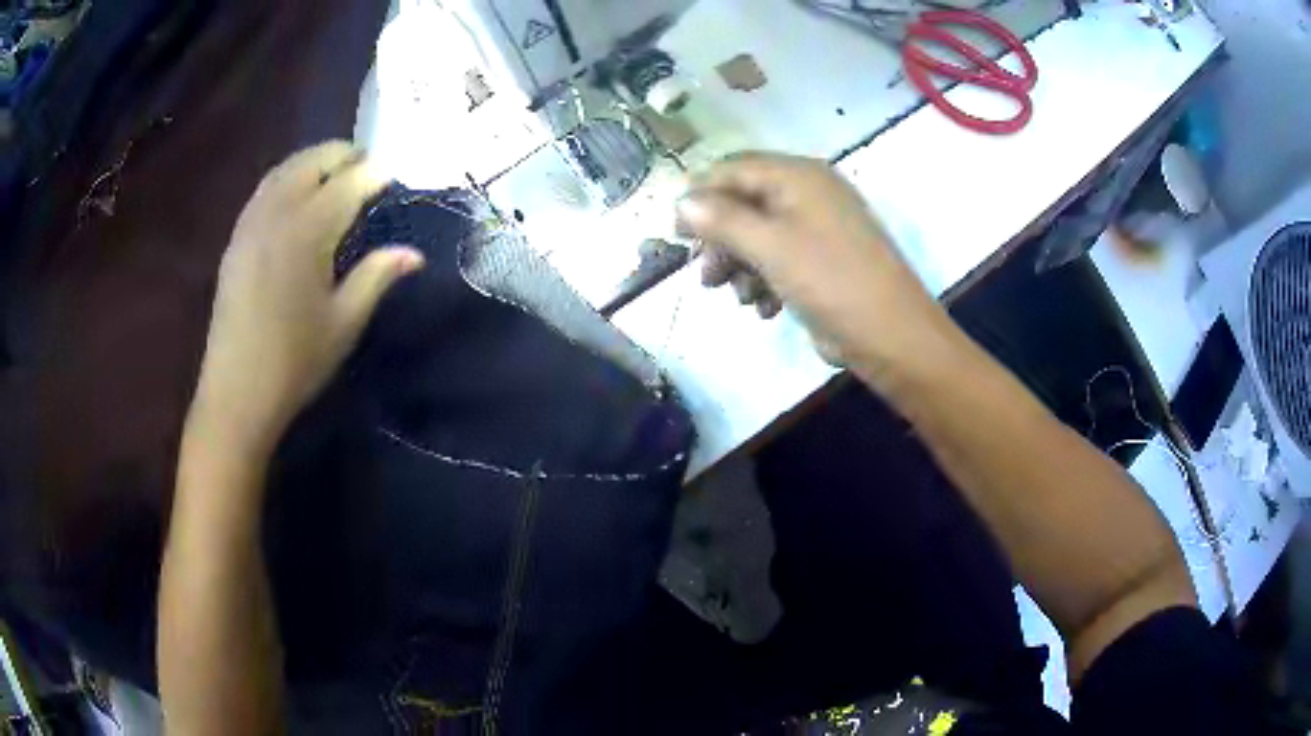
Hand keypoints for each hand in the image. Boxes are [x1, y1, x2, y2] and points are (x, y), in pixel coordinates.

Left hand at [188, 142, 423, 457]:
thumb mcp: (345, 322)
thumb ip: (377, 276)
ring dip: (314, 161)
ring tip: (336, 172)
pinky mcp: (236, 238)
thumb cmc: (296, 362)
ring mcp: (251, 222)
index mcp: (309, 230)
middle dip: (345, 155)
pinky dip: (287, 177)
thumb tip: (413, 254)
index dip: (377, 173)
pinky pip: (265, 189)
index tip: (397, 174)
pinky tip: (297, 195)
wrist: (237, 392)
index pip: (350, 181)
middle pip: (314, 161)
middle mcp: (278, 213)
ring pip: (285, 168)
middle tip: (369, 168)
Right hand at [676, 152, 949, 378]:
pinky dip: (764, 280)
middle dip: (721, 241)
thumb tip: (681, 201)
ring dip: (740, 266)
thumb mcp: (769, 245)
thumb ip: (721, 219)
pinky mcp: (822, 260)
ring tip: (738, 297)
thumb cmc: (829, 280)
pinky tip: (763, 308)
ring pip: (758, 236)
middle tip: (707, 276)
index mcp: (798, 176)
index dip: (699, 197)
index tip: (675, 234)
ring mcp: (818, 228)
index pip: (733, 169)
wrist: (890, 335)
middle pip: (744, 204)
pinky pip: (779, 259)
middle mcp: (808, 193)